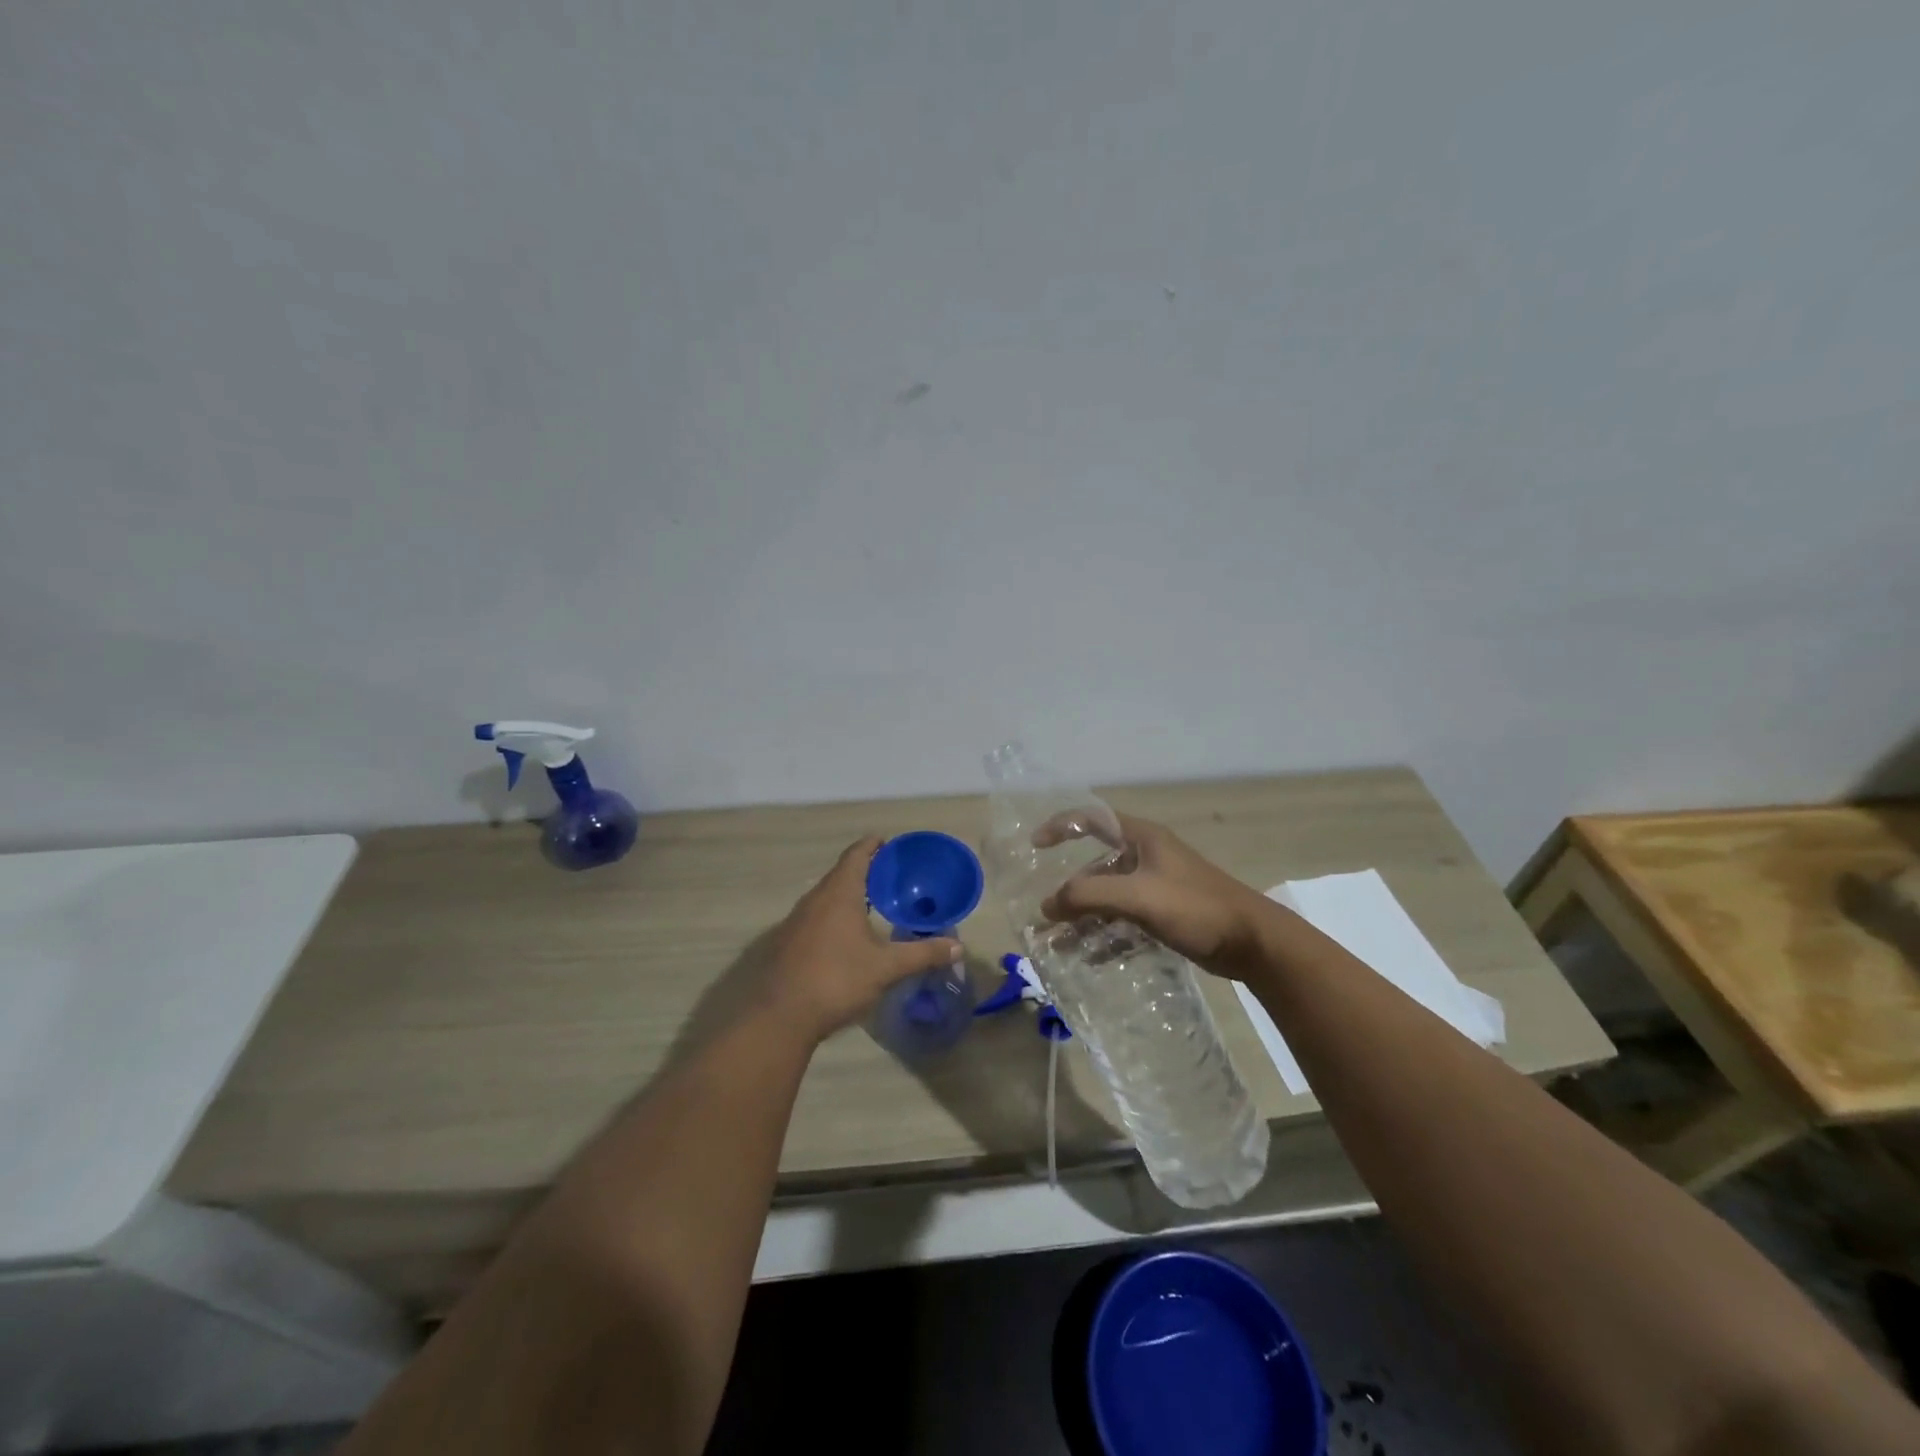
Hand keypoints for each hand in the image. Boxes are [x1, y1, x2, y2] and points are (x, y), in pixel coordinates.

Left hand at [763, 836, 962, 1041]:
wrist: (781, 1016)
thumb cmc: (837, 980)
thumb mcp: (886, 968)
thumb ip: (922, 954)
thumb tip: (957, 946)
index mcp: (839, 894)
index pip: (856, 856)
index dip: (872, 846)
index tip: (887, 842)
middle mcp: (815, 900)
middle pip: (841, 873)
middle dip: (864, 870)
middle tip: (890, 875)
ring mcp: (797, 921)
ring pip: (827, 896)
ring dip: (848, 894)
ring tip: (873, 903)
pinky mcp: (788, 942)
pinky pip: (816, 916)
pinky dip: (835, 914)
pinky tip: (848, 935)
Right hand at [1038, 813, 1272, 977]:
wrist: (1253, 943)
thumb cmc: (1195, 907)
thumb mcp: (1138, 896)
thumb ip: (1089, 896)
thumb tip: (1047, 906)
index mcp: (1142, 838)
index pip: (1093, 818)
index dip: (1061, 826)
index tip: (1035, 846)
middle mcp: (1146, 857)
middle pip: (1096, 866)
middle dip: (1069, 891)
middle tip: (1045, 914)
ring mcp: (1156, 886)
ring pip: (1109, 897)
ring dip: (1083, 918)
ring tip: (1058, 943)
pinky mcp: (1164, 913)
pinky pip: (1124, 919)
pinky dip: (1105, 934)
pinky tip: (1089, 956)